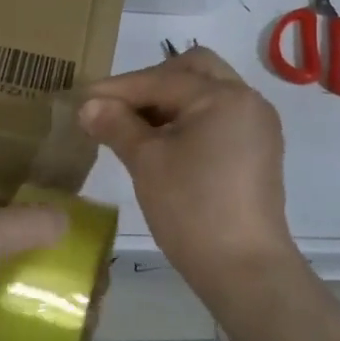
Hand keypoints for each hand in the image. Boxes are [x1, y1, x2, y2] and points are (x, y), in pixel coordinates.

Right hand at [78, 46, 299, 296]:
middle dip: (151, 82)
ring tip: (133, 127)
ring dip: (169, 101)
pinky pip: (218, 117)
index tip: (82, 99)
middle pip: (193, 70)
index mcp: (223, 97)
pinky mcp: (257, 151)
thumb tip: (88, 105)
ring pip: (206, 93)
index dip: (117, 89)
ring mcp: (257, 126)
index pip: (161, 79)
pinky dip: (188, 119)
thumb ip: (116, 125)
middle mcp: (247, 101)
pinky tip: (161, 143)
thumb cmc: (191, 208)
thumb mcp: (146, 161)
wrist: (244, 269)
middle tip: (117, 106)